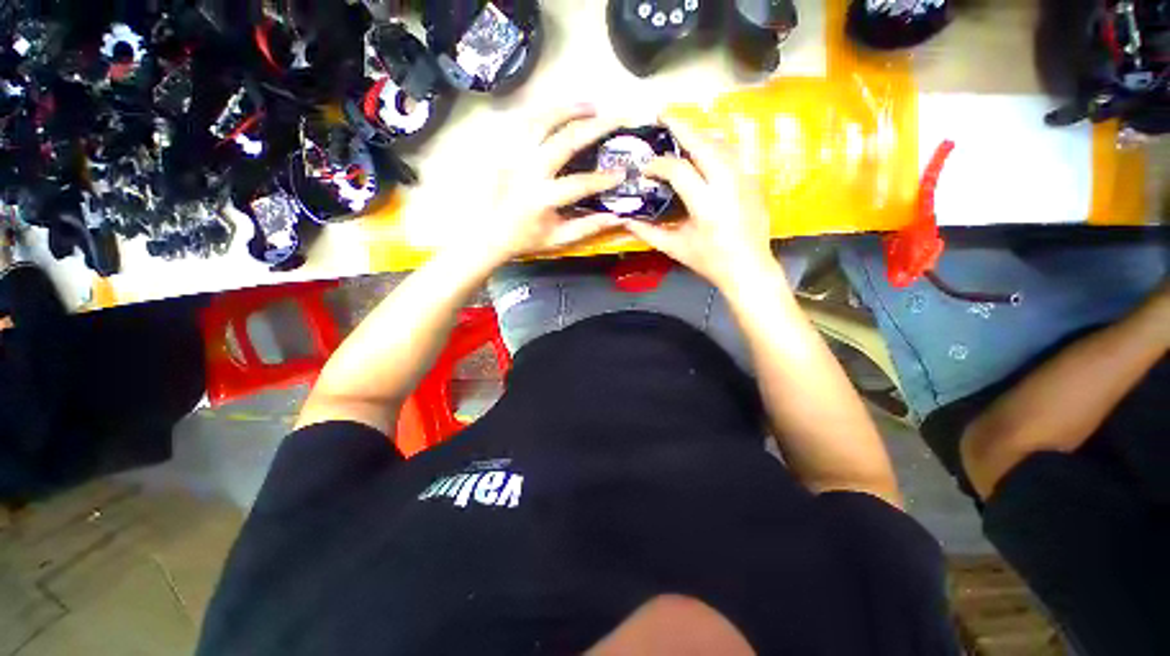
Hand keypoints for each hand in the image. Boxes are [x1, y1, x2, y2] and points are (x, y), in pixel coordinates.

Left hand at [473, 105, 626, 262]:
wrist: (488, 234)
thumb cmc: (525, 239)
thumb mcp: (559, 238)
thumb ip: (588, 227)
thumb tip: (618, 217)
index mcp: (542, 198)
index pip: (580, 184)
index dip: (603, 178)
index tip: (623, 172)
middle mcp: (527, 172)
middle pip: (564, 141)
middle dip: (594, 127)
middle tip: (615, 118)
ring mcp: (513, 157)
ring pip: (541, 121)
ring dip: (568, 110)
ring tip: (590, 105)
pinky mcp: (504, 150)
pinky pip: (524, 123)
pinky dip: (544, 113)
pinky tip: (559, 111)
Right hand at [621, 116, 776, 289]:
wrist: (748, 268)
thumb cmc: (709, 261)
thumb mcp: (675, 248)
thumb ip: (648, 233)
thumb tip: (626, 221)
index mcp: (706, 205)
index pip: (679, 170)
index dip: (658, 165)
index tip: (645, 169)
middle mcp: (728, 185)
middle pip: (704, 144)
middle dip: (681, 126)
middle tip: (662, 114)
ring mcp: (745, 180)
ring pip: (721, 144)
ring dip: (699, 134)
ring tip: (681, 130)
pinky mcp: (754, 181)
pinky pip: (732, 155)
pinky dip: (715, 147)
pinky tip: (704, 150)